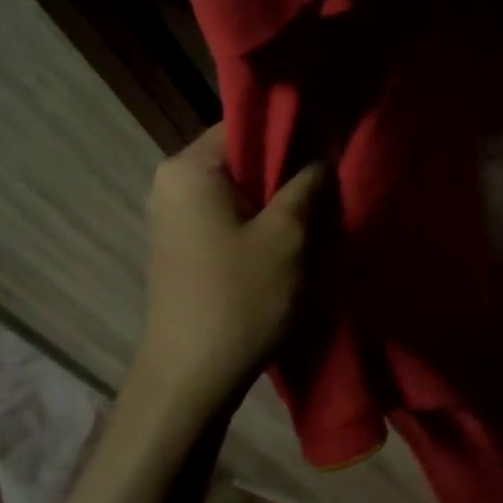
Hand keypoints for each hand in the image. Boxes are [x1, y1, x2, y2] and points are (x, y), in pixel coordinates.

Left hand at [135, 124, 326, 410]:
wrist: (191, 378)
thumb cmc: (241, 298)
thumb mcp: (289, 235)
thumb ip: (308, 182)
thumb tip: (323, 152)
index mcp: (189, 168)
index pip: (247, 123)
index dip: (294, 132)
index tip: (331, 149)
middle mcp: (171, 182)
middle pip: (242, 157)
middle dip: (287, 170)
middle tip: (330, 187)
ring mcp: (171, 216)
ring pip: (238, 190)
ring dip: (276, 200)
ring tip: (315, 216)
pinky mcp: (180, 246)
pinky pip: (226, 215)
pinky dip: (257, 222)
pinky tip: (286, 243)